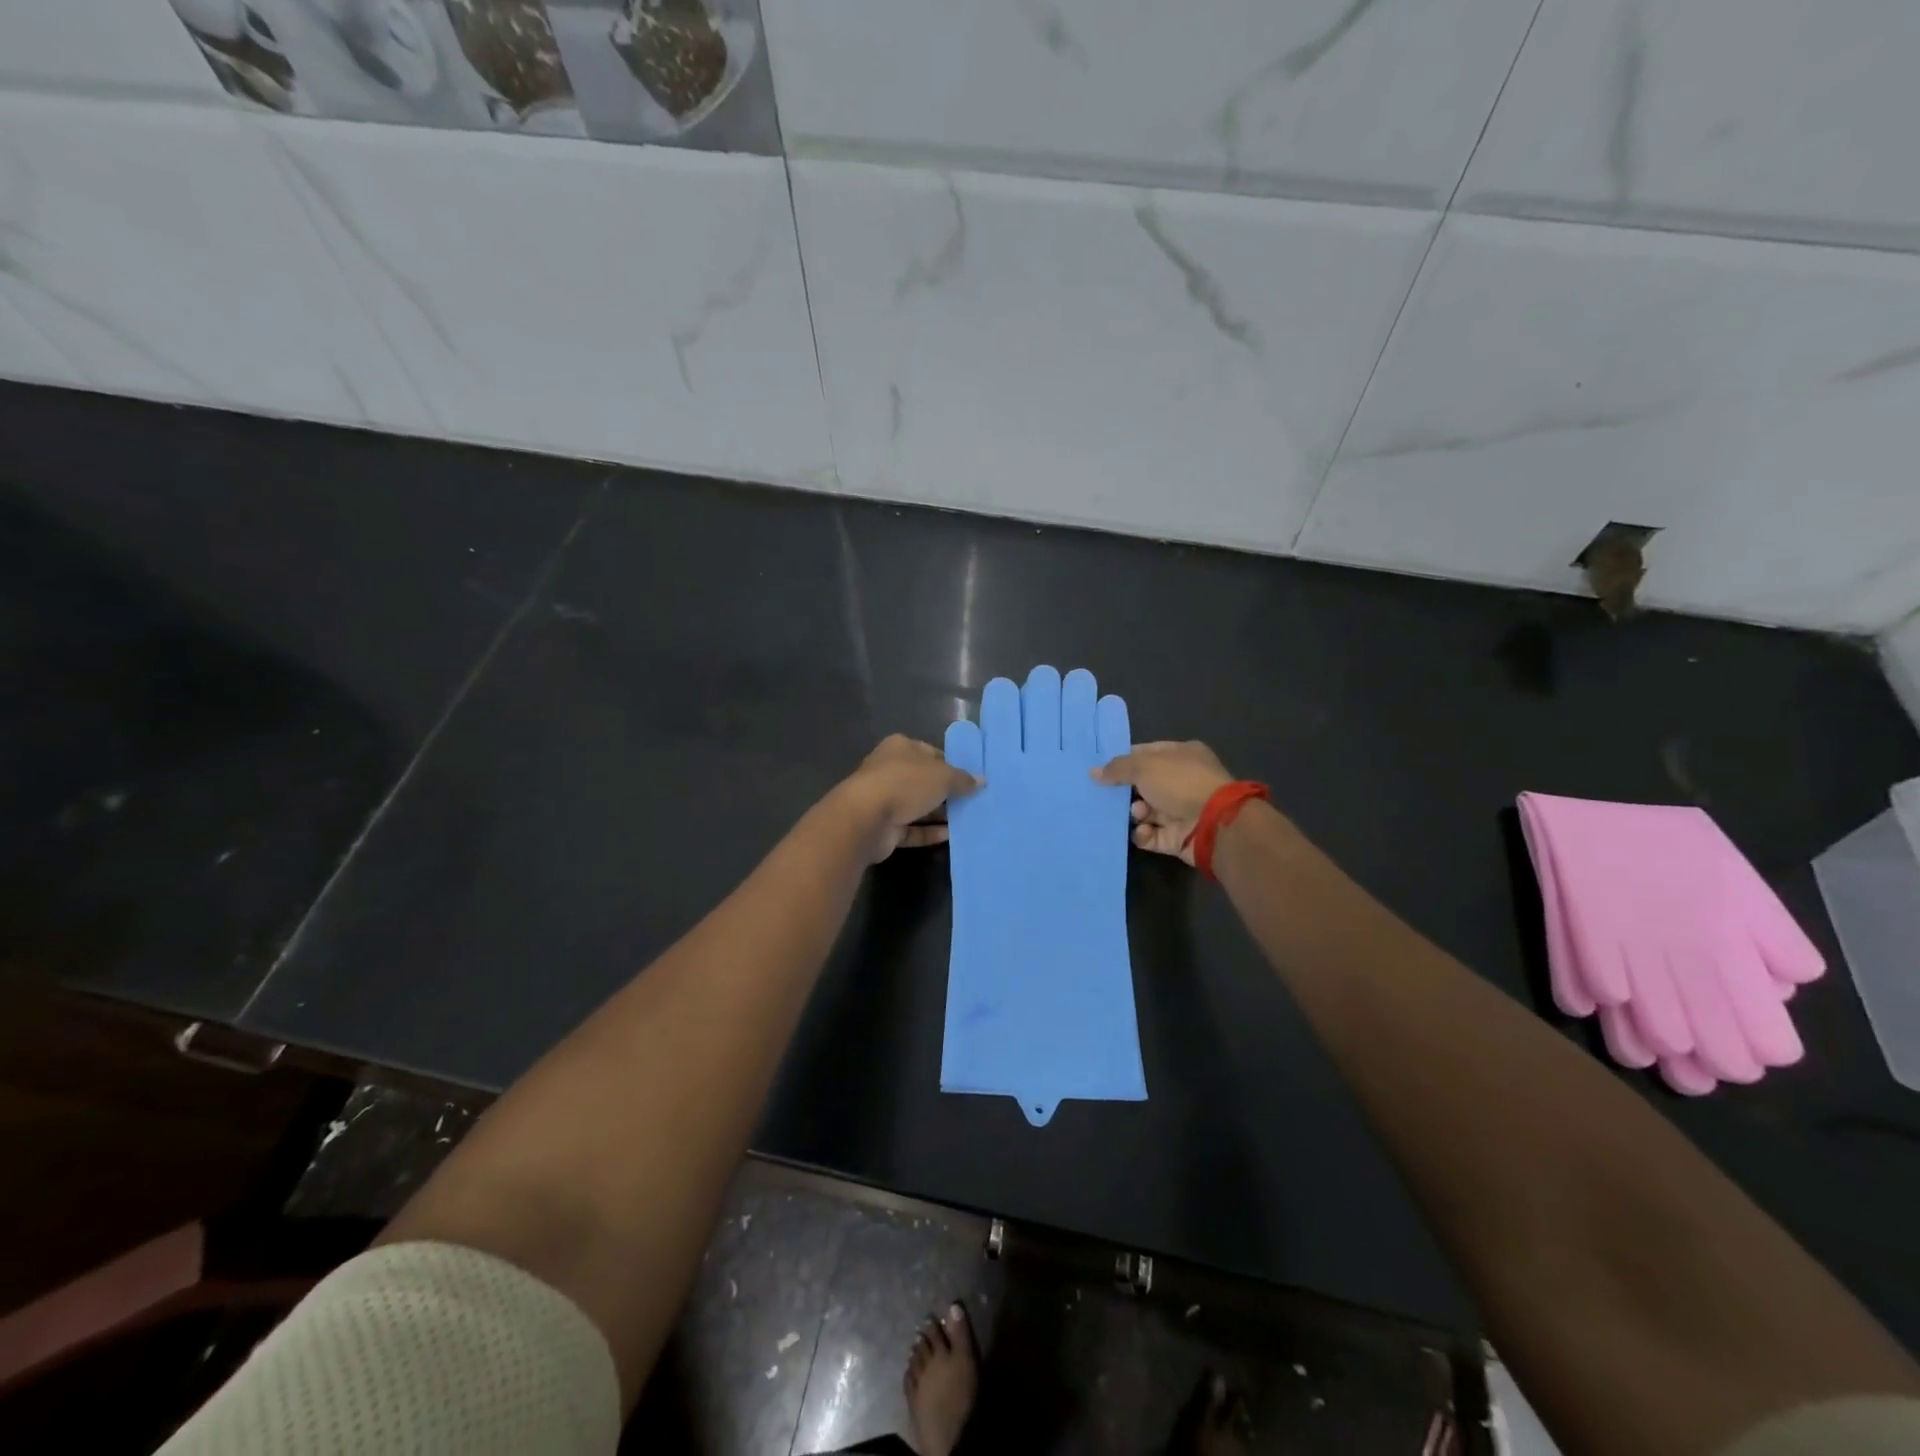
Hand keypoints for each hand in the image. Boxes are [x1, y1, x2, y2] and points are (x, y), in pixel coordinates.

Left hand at [834, 734, 981, 861]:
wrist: (865, 819)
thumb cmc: (905, 784)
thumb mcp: (942, 776)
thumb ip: (962, 779)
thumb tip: (981, 781)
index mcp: (900, 748)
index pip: (930, 752)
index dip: (951, 764)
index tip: (971, 778)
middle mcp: (890, 770)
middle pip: (923, 780)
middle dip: (946, 791)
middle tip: (973, 801)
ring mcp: (884, 799)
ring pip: (917, 805)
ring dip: (939, 813)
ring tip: (968, 820)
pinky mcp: (884, 827)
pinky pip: (912, 828)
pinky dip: (929, 832)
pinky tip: (952, 836)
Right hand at [1091, 740, 1234, 865]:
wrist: (1213, 824)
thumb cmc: (1180, 783)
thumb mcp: (1144, 766)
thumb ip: (1117, 768)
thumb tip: (1093, 772)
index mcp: (1181, 755)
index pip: (1146, 753)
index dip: (1124, 760)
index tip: (1101, 769)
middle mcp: (1182, 781)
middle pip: (1143, 784)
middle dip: (1125, 791)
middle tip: (1108, 795)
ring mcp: (1180, 810)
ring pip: (1145, 811)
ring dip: (1135, 813)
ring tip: (1137, 813)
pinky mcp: (1176, 837)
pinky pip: (1150, 835)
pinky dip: (1143, 834)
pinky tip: (1142, 831)